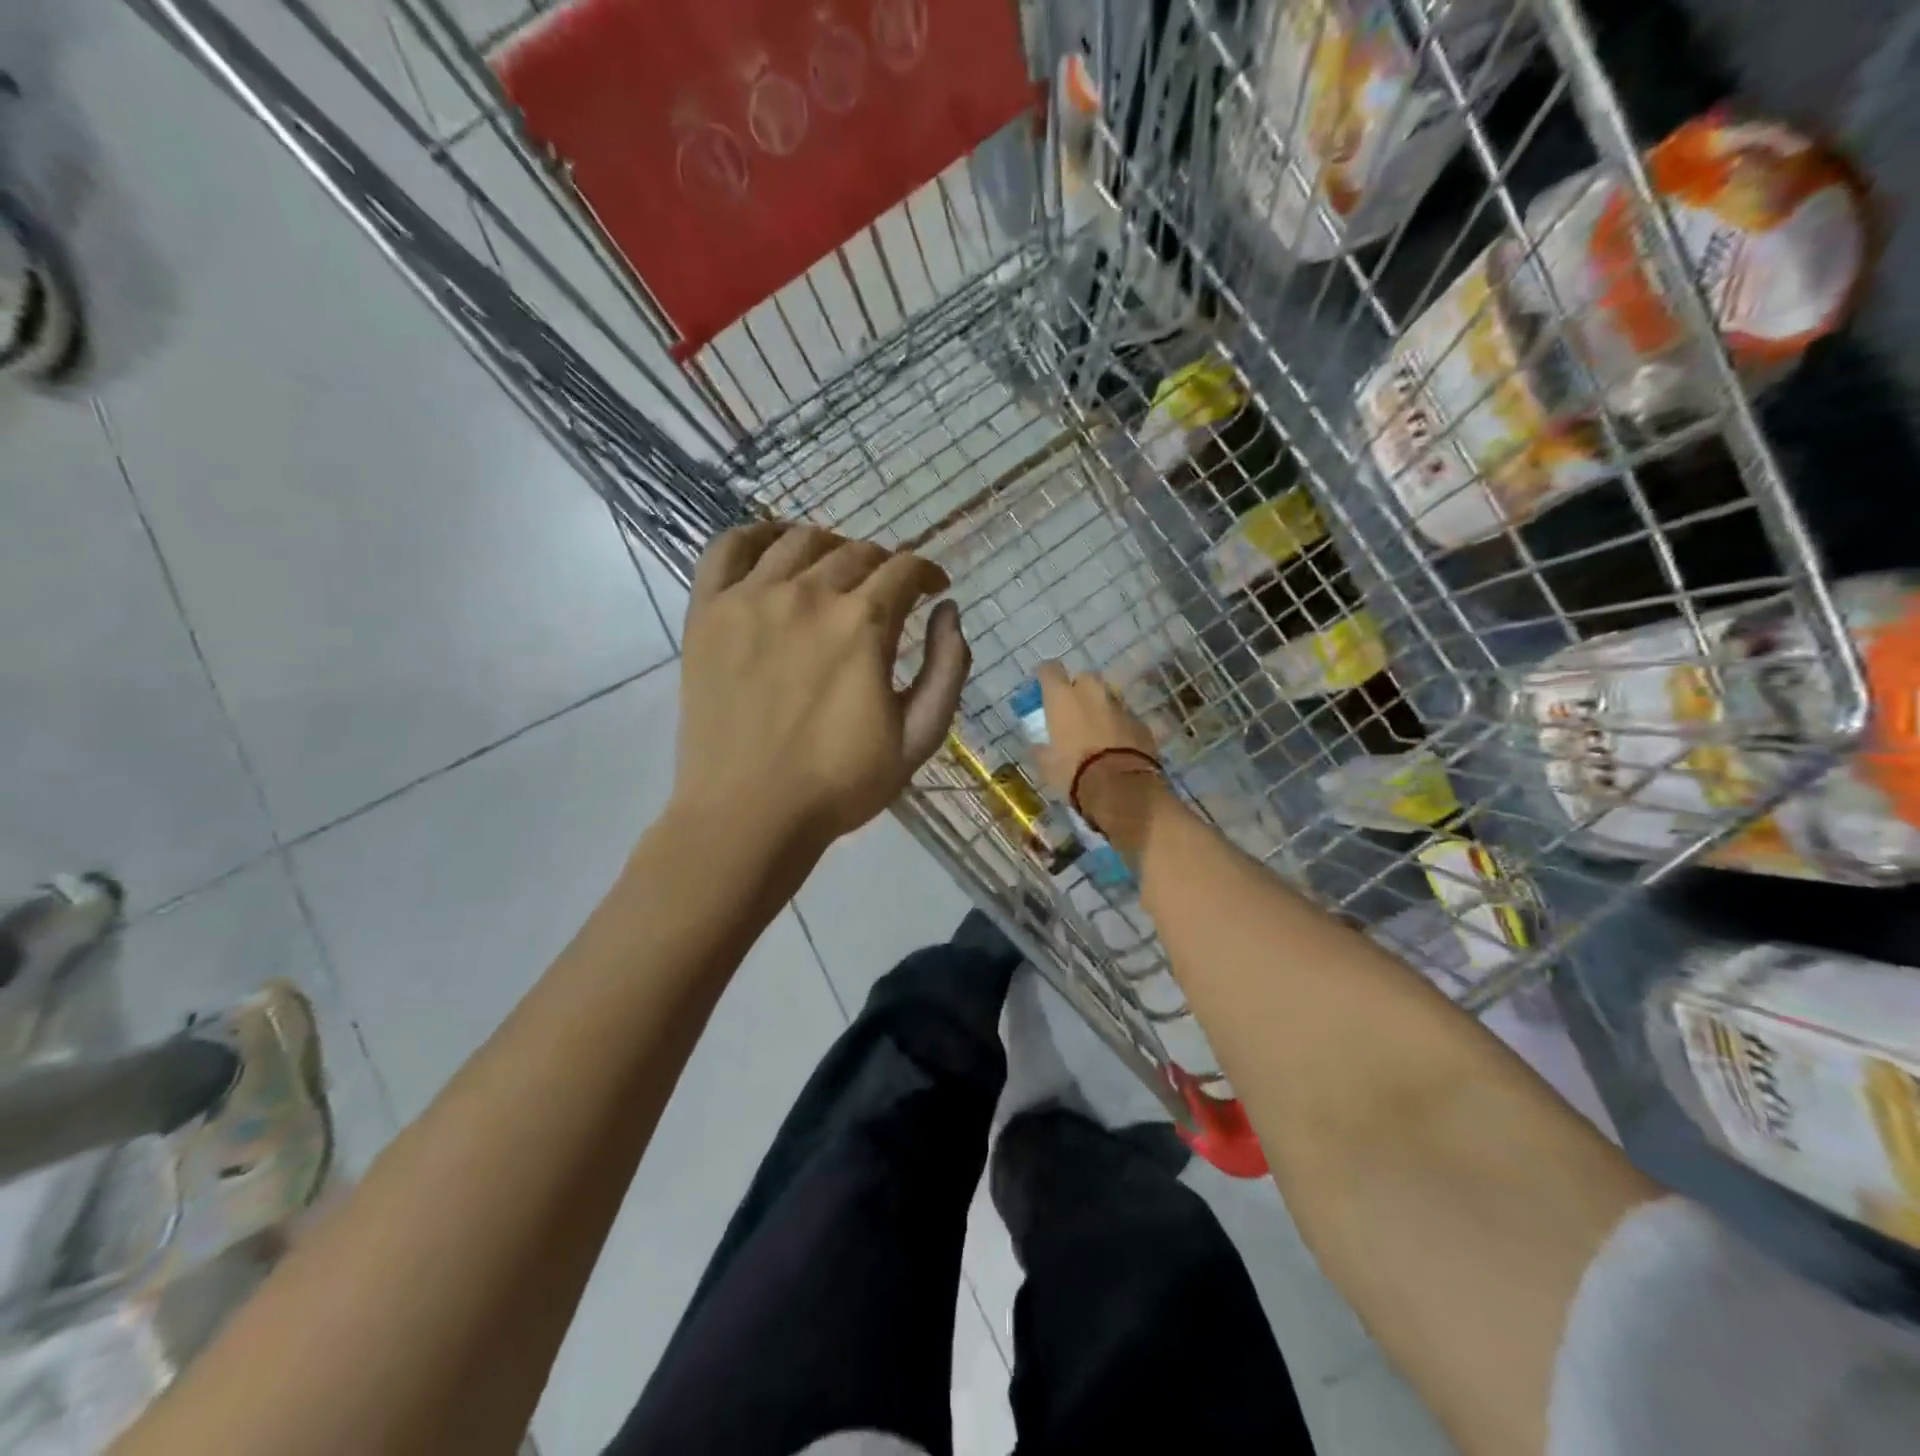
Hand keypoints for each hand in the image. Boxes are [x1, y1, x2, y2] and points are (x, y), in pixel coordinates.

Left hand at [673, 523, 970, 854]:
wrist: (748, 815)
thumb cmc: (840, 784)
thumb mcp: (918, 737)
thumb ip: (947, 668)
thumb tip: (949, 612)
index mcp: (863, 624)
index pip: (905, 570)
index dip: (927, 574)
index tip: (933, 590)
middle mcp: (808, 595)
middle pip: (855, 552)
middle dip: (884, 566)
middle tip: (887, 592)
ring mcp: (750, 598)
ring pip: (799, 541)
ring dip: (831, 547)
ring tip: (836, 571)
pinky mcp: (707, 612)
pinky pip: (728, 548)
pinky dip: (756, 535)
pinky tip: (773, 547)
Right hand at [1032, 662, 1163, 836]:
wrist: (1121, 788)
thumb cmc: (1074, 772)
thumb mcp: (1047, 765)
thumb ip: (1042, 749)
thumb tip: (1039, 746)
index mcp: (1063, 698)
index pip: (1050, 670)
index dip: (1046, 676)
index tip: (1043, 686)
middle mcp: (1092, 693)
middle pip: (1084, 678)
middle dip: (1079, 690)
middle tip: (1073, 711)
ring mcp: (1120, 706)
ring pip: (1108, 697)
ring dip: (1101, 708)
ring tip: (1097, 731)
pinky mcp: (1141, 723)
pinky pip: (1126, 718)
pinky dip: (1120, 727)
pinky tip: (1117, 746)